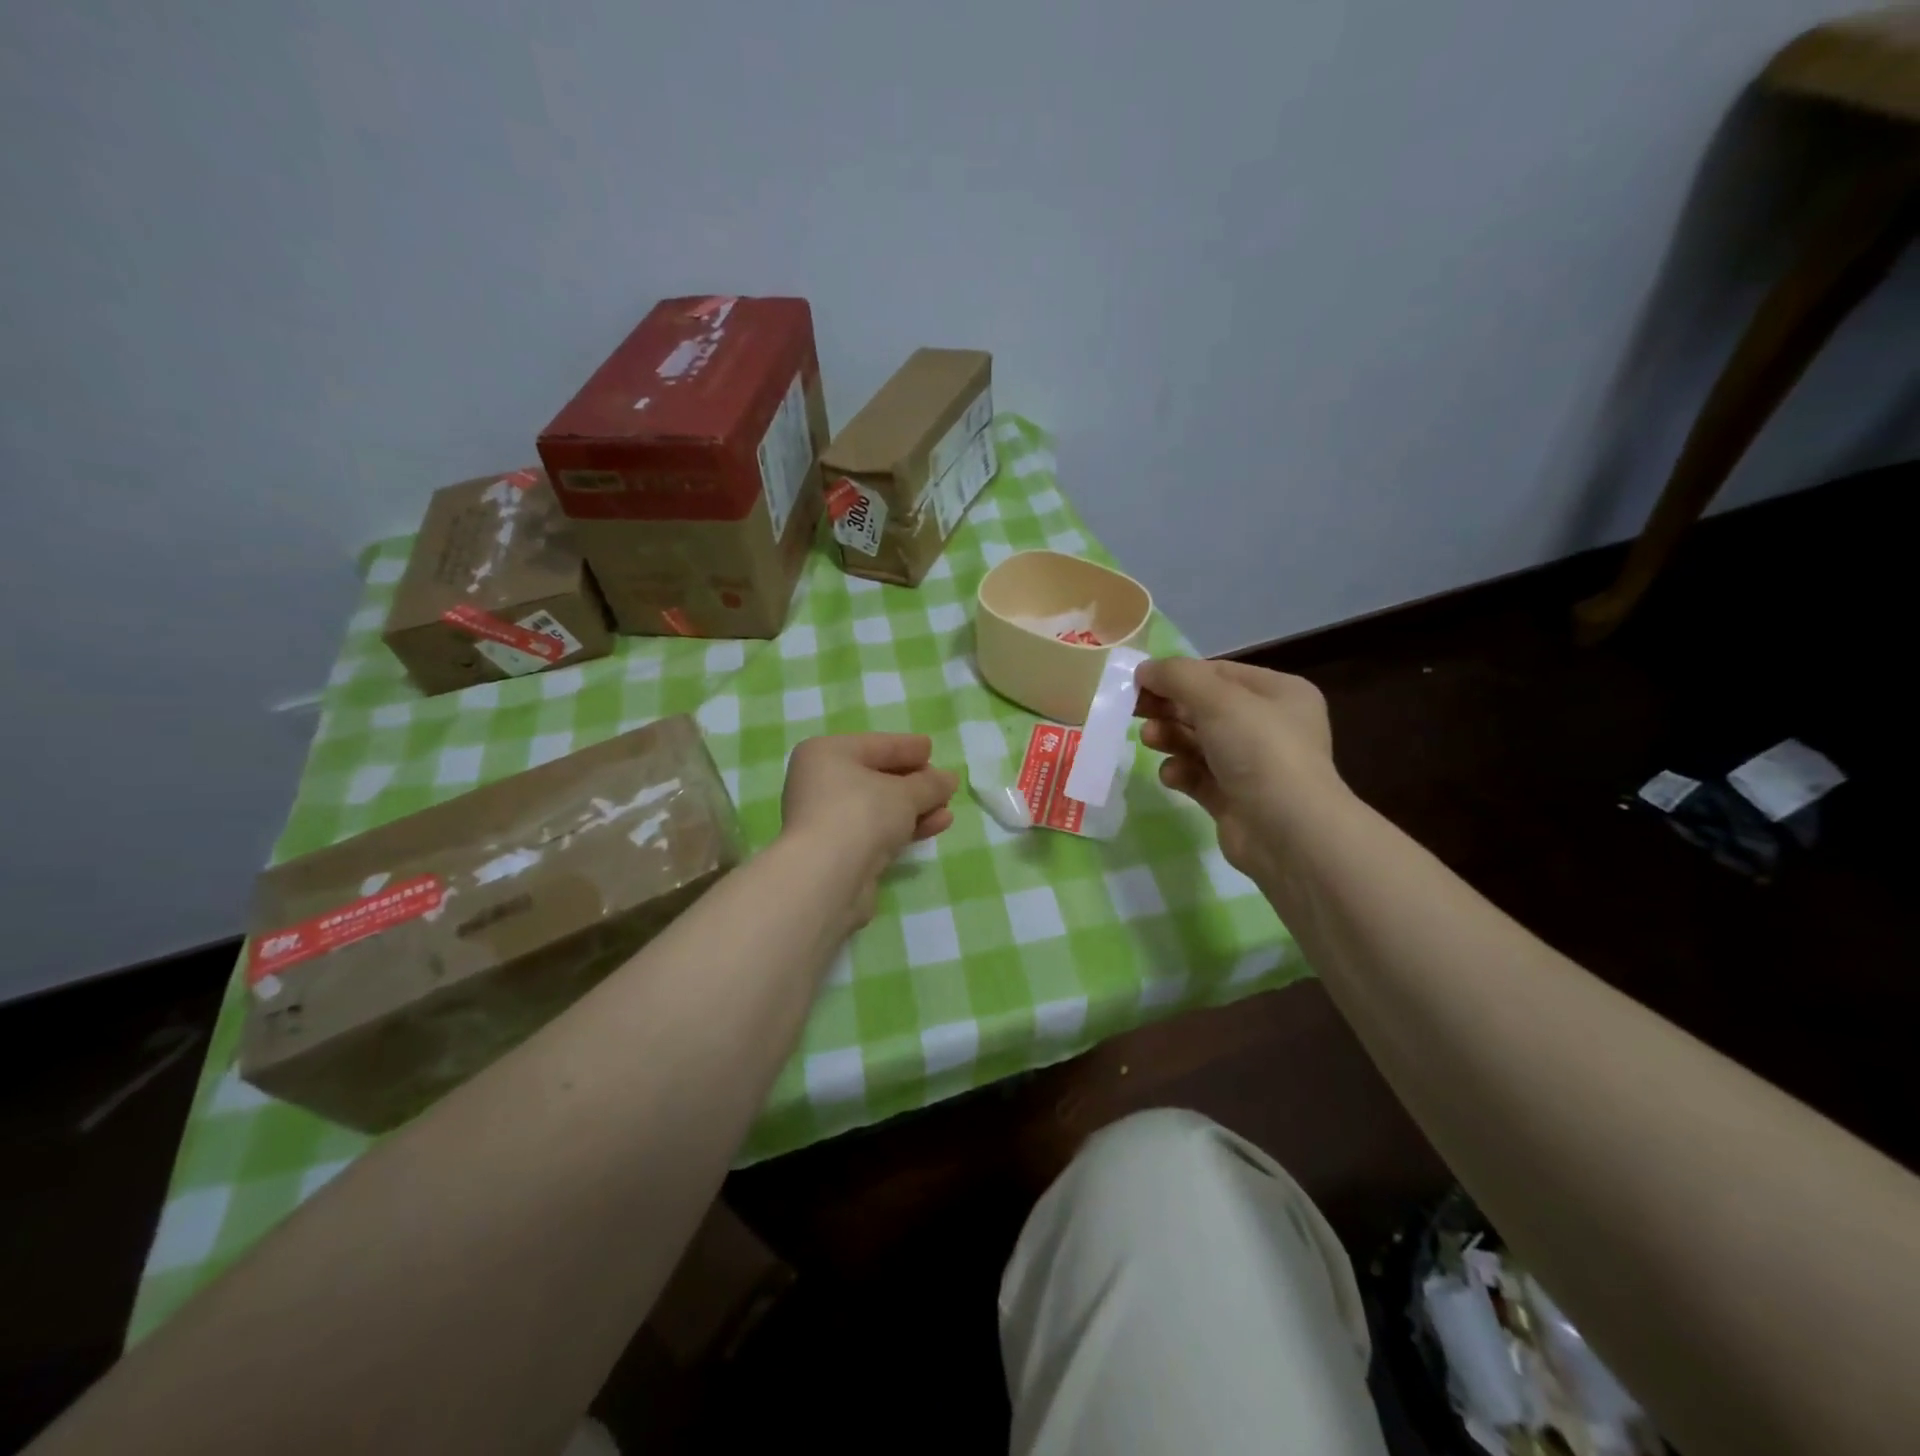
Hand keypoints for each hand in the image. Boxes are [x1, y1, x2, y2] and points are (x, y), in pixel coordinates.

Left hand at [780, 733, 958, 924]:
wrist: (827, 877)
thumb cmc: (861, 813)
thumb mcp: (904, 792)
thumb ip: (930, 784)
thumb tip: (949, 779)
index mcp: (826, 754)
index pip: (875, 745)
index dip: (906, 747)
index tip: (931, 749)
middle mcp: (820, 783)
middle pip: (876, 777)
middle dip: (915, 783)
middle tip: (944, 785)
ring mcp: (828, 819)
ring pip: (879, 807)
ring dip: (915, 808)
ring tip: (948, 809)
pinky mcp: (838, 852)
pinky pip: (877, 831)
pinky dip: (905, 827)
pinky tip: (936, 826)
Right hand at [1135, 658, 1342, 876]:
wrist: (1289, 832)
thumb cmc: (1260, 750)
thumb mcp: (1218, 700)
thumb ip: (1177, 677)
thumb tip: (1144, 669)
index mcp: (1279, 694)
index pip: (1219, 674)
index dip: (1179, 675)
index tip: (1139, 681)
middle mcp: (1269, 726)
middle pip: (1205, 708)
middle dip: (1169, 707)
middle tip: (1132, 708)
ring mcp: (1252, 766)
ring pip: (1198, 743)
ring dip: (1170, 737)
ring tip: (1149, 739)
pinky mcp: (1234, 800)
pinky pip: (1199, 777)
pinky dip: (1181, 772)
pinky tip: (1172, 775)